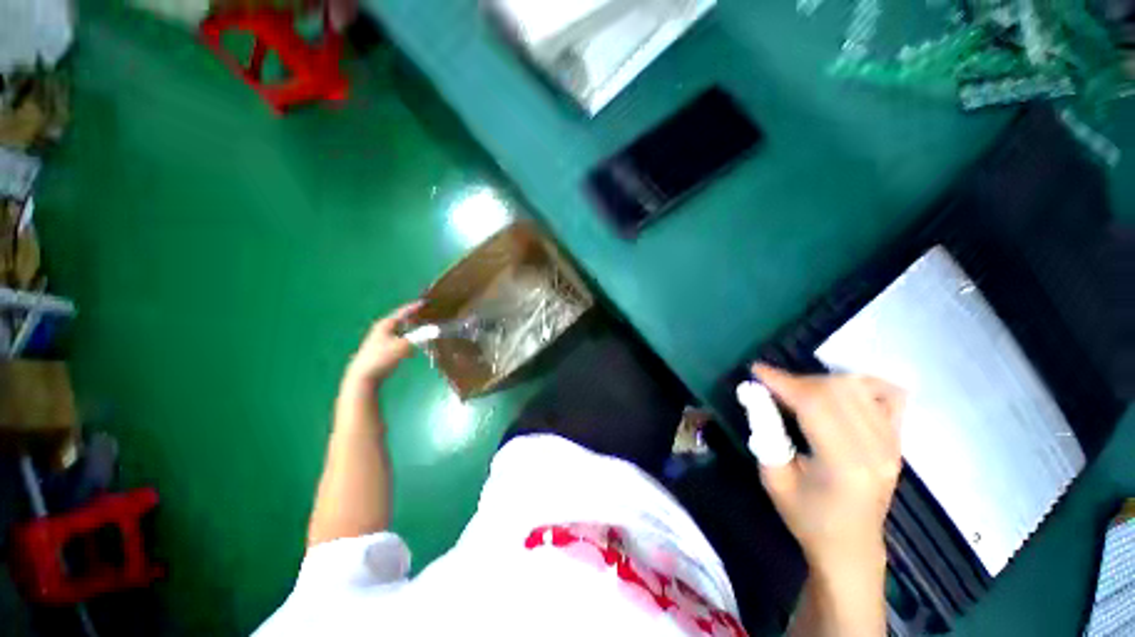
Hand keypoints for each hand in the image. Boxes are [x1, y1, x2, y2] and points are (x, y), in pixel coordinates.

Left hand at [343, 302, 422, 387]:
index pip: (402, 312)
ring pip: (401, 331)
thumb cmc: (382, 357)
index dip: (414, 307)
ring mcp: (381, 340)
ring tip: (424, 329)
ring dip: (412, 330)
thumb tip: (433, 330)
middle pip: (401, 320)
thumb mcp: (403, 346)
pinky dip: (409, 340)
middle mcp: (383, 329)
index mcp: (386, 324)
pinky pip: (400, 341)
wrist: (364, 376)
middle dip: (414, 318)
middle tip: (428, 316)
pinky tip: (416, 346)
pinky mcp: (383, 350)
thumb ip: (419, 337)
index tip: (425, 302)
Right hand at [752, 364, 904, 580]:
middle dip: (796, 380)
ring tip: (798, 391)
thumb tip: (754, 393)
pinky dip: (860, 384)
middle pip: (836, 390)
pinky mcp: (898, 441)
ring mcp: (893, 443)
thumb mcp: (773, 476)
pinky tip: (838, 391)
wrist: (850, 546)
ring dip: (820, 381)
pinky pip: (887, 395)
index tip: (756, 370)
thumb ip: (764, 430)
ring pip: (857, 387)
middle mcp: (876, 449)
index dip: (782, 381)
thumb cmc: (806, 517)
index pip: (815, 404)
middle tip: (772, 387)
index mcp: (845, 464)